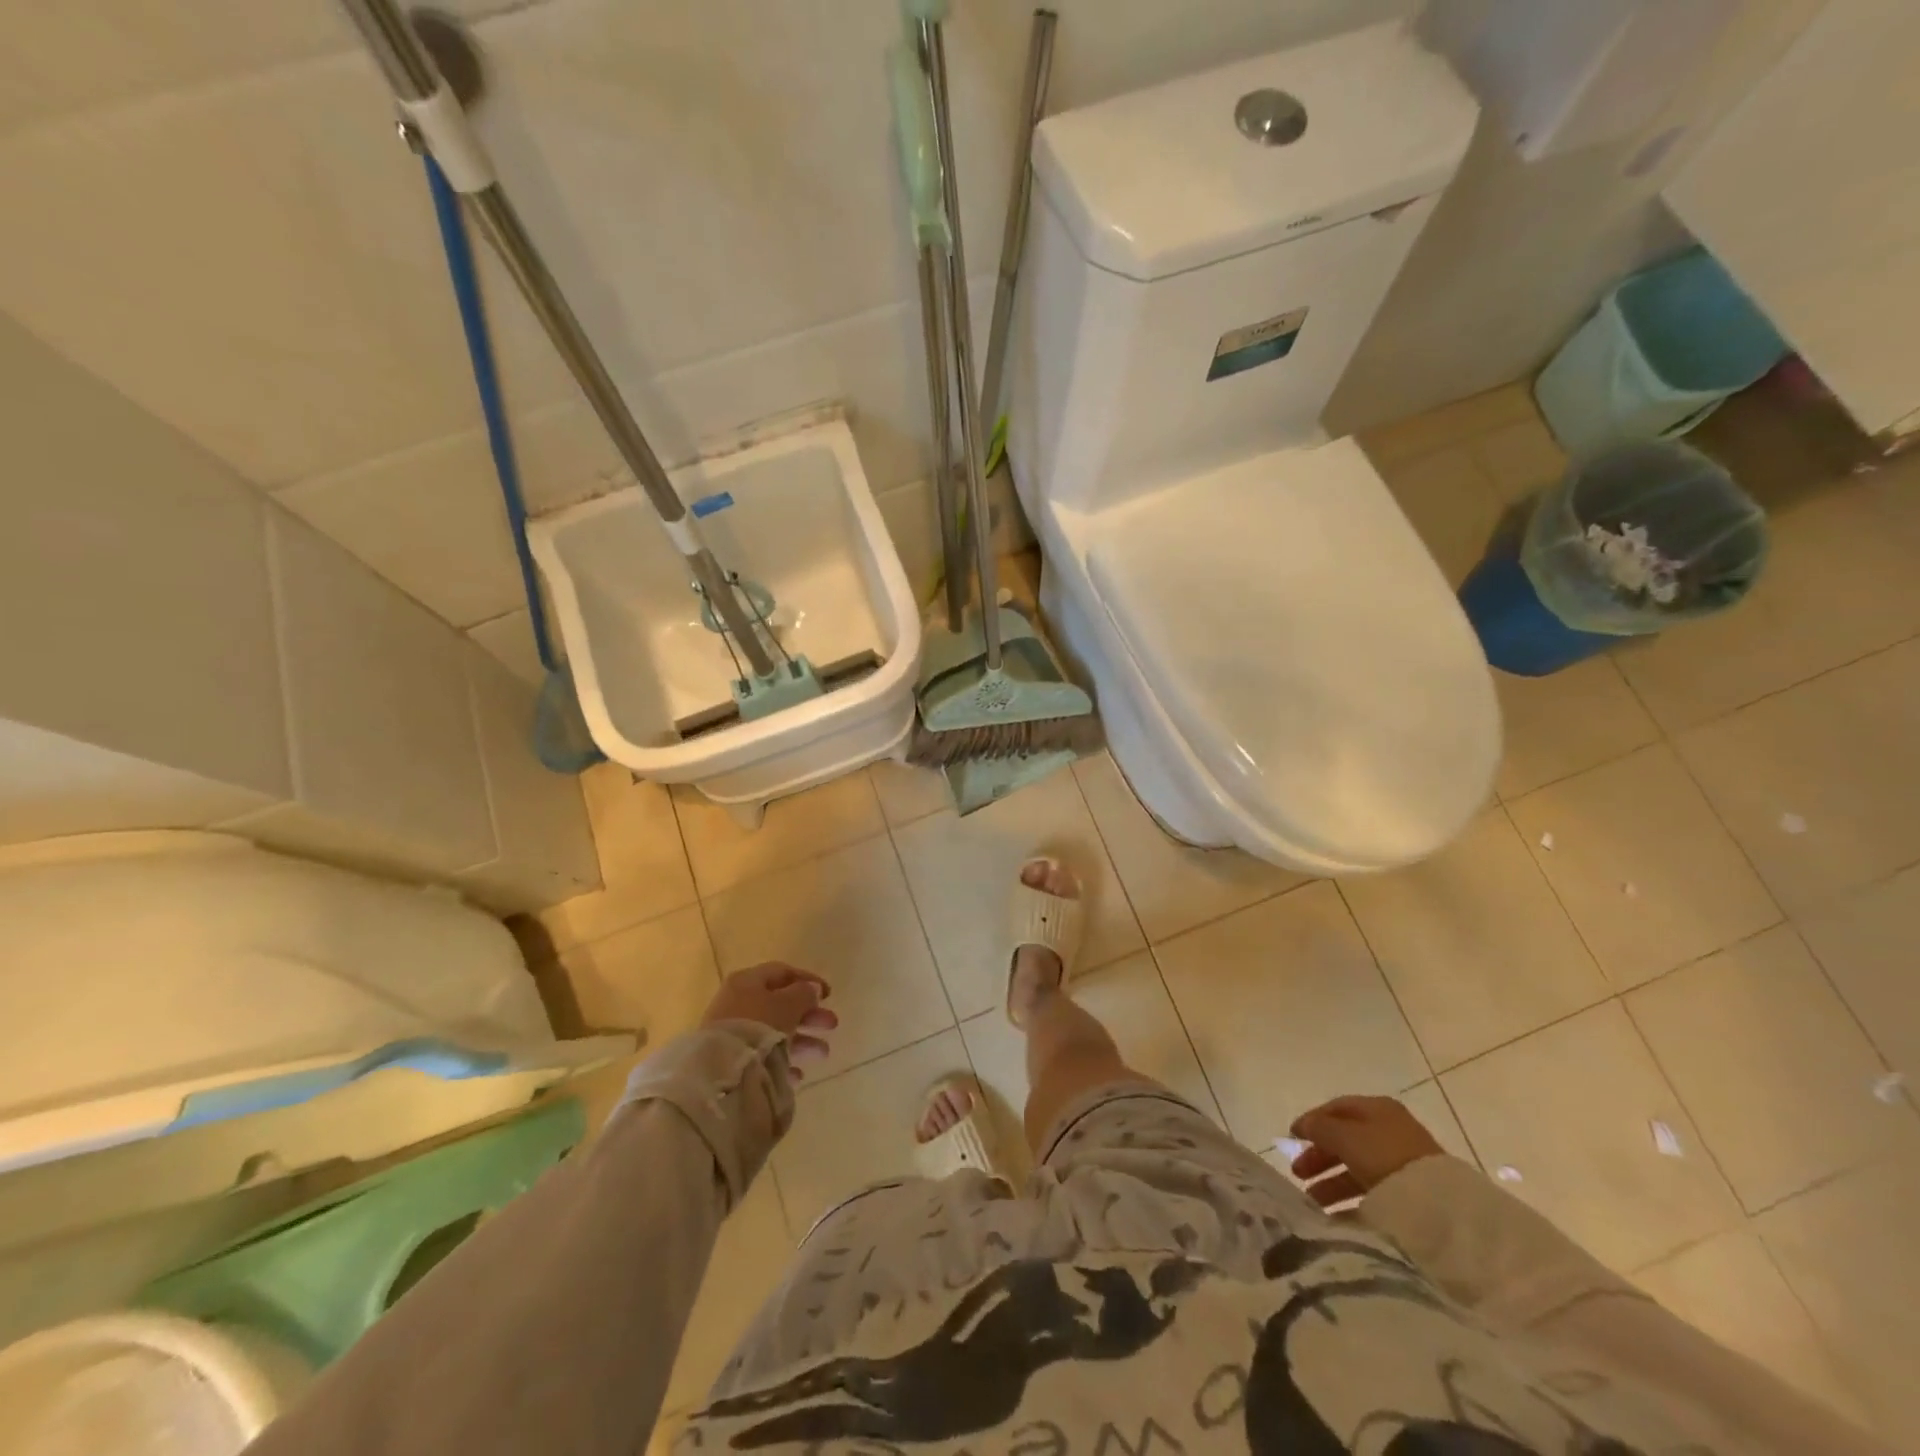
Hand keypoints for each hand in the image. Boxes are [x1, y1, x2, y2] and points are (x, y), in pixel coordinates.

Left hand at [702, 962, 837, 1080]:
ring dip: (802, 1040)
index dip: (808, 980)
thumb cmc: (758, 1026)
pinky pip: (762, 1055)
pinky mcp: (732, 1058)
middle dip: (810, 1015)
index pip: (782, 972)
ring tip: (823, 1053)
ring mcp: (733, 1031)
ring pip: (774, 1031)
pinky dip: (782, 1061)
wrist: (721, 1070)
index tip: (830, 994)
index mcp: (748, 981)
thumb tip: (812, 989)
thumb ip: (804, 994)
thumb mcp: (787, 1004)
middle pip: (780, 1004)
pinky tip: (798, 1074)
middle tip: (832, 1024)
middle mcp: (738, 1002)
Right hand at [1288, 1095, 1445, 1208]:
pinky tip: (1335, 1213)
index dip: (1312, 1121)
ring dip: (1332, 1181)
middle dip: (1319, 1156)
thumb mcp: (1345, 1136)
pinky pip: (1372, 1190)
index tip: (1291, 1138)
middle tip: (1298, 1173)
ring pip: (1357, 1167)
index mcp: (1377, 1108)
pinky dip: (1352, 1198)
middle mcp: (1390, 1129)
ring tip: (1312, 1199)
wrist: (1439, 1203)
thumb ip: (1319, 1128)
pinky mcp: (1411, 1190)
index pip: (1336, 1109)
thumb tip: (1302, 1126)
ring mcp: (1402, 1160)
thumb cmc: (1385, 1156)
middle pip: (1345, 1139)